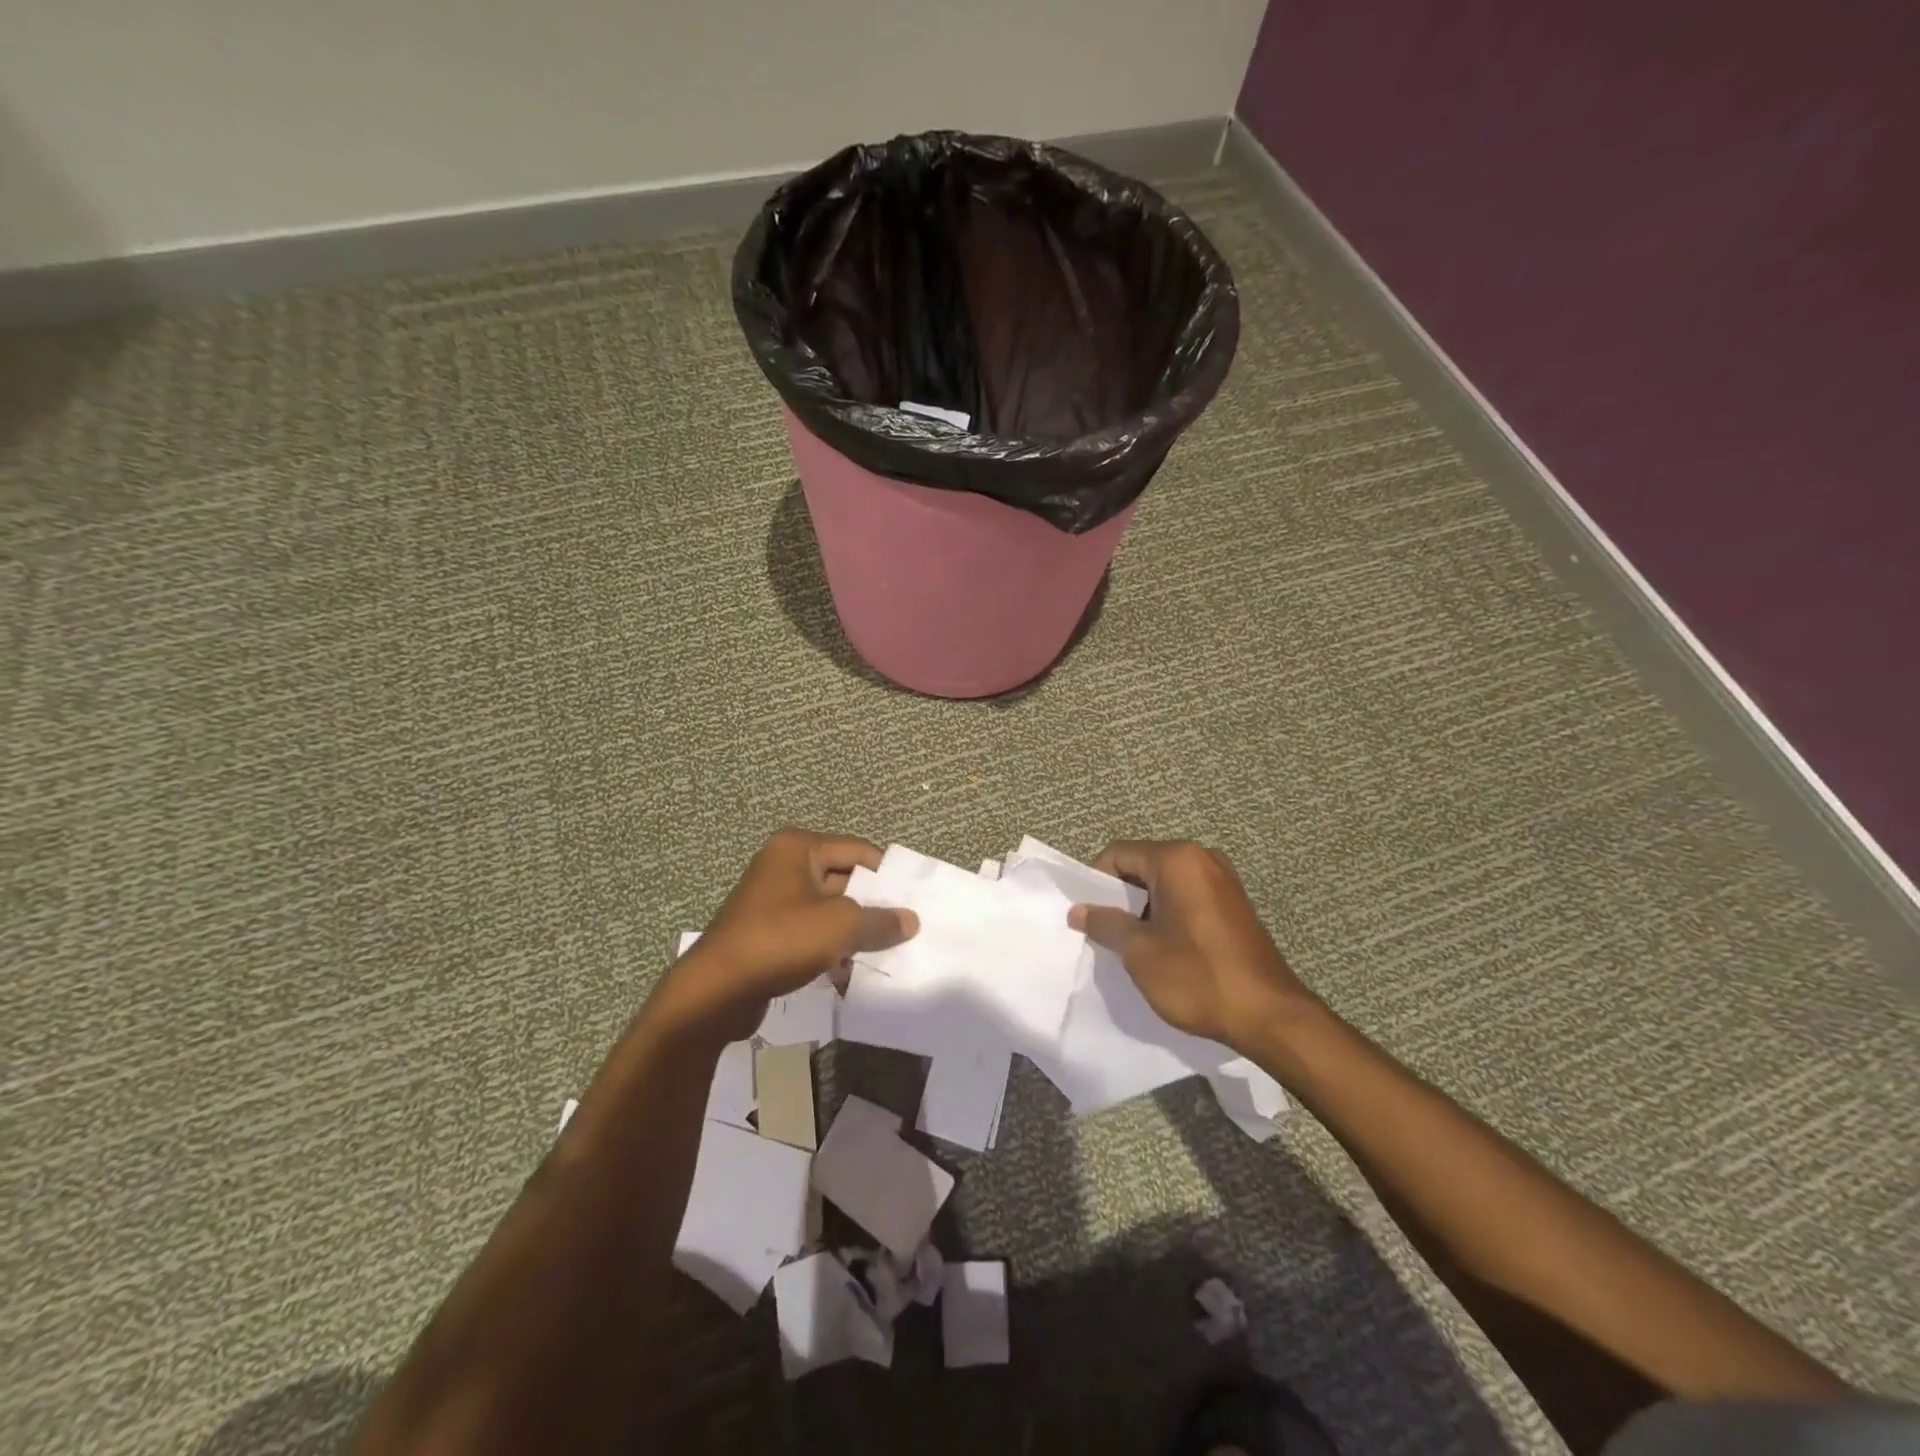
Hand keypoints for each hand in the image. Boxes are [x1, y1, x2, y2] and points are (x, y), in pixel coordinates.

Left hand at [660, 830, 918, 1040]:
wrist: (716, 991)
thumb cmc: (781, 941)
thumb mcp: (841, 926)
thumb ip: (880, 921)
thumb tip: (910, 920)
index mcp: (798, 848)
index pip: (858, 851)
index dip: (887, 875)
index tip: (914, 900)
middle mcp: (784, 866)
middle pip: (844, 880)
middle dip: (872, 907)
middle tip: (905, 930)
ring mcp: (773, 900)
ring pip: (829, 911)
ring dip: (854, 933)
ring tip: (884, 956)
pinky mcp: (768, 933)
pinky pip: (811, 934)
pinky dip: (831, 949)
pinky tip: (849, 975)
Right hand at [1068, 840, 1316, 1050]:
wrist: (1270, 1016)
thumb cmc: (1197, 977)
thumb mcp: (1139, 952)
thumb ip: (1105, 924)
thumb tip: (1078, 910)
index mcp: (1177, 860)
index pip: (1119, 855)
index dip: (1095, 882)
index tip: (1088, 916)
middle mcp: (1202, 858)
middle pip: (1143, 865)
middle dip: (1121, 897)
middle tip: (1107, 933)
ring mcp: (1223, 880)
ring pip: (1165, 883)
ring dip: (1144, 908)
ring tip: (1135, 945)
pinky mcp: (1235, 904)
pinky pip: (1188, 897)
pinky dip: (1169, 914)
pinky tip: (1166, 948)